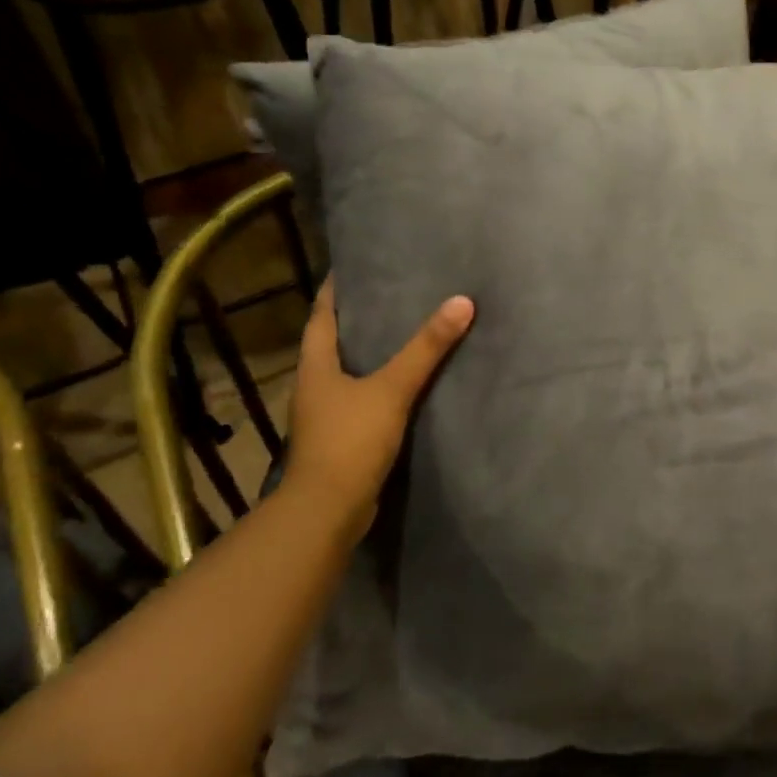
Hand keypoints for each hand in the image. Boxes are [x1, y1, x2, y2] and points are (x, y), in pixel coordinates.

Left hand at [282, 277, 474, 534]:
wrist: (328, 510)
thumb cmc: (350, 440)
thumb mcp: (392, 389)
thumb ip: (426, 349)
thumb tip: (461, 302)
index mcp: (315, 365)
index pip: (321, 315)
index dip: (335, 289)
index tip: (355, 266)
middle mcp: (314, 385)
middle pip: (334, 341)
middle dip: (359, 317)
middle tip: (392, 292)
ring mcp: (326, 414)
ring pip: (349, 371)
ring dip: (371, 352)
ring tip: (404, 330)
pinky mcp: (342, 437)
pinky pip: (362, 398)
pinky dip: (380, 384)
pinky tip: (406, 382)